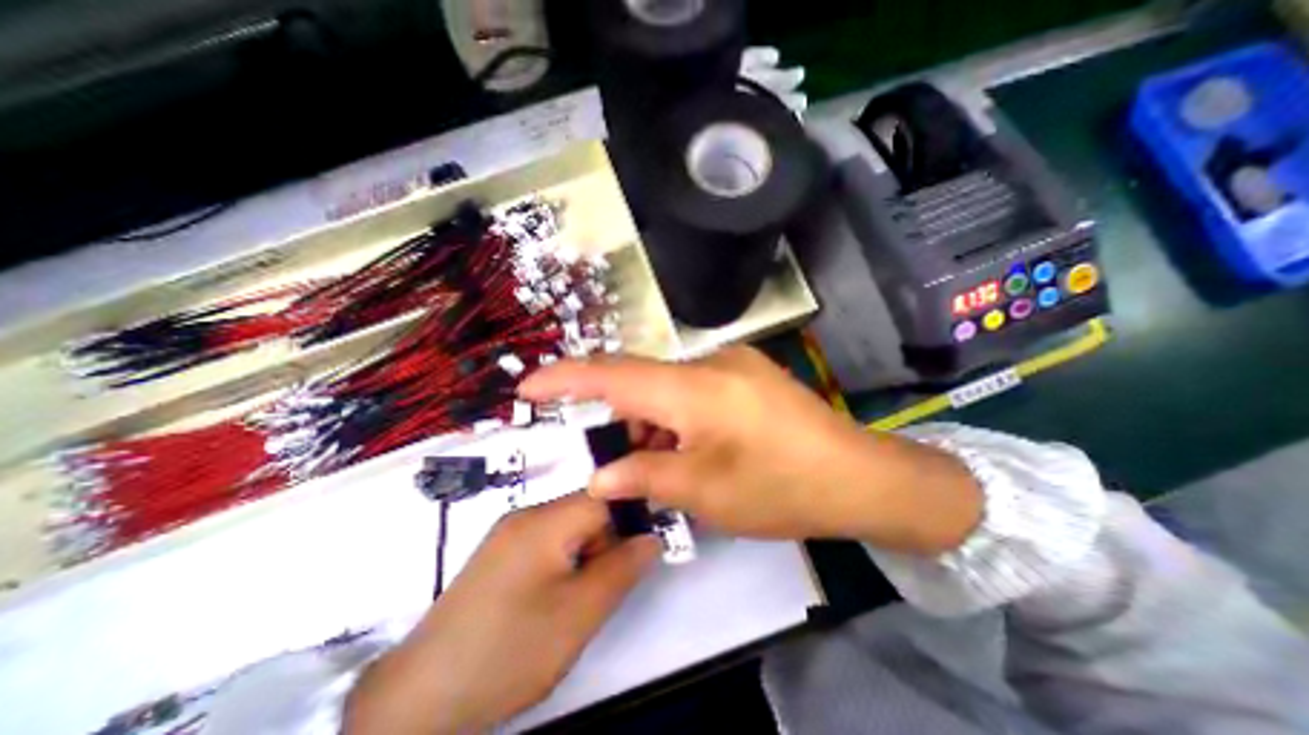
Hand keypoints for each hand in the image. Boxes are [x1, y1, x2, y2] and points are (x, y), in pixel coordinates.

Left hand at [342, 495, 660, 734]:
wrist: (418, 699)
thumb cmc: (510, 650)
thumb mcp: (580, 613)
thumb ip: (623, 569)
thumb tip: (652, 538)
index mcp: (546, 520)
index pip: (604, 497)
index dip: (628, 519)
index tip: (637, 554)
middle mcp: (527, 514)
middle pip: (586, 511)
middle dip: (604, 543)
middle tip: (600, 589)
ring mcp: (509, 533)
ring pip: (568, 529)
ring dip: (584, 556)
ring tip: (574, 602)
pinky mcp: (499, 555)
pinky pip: (546, 544)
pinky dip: (562, 564)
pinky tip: (550, 602)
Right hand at [516, 346, 976, 547]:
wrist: (860, 476)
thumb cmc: (781, 488)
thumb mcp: (705, 492)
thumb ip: (645, 476)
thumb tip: (600, 475)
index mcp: (695, 387)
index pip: (614, 374)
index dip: (566, 377)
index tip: (529, 384)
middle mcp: (711, 363)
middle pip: (642, 380)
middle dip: (620, 417)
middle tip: (617, 458)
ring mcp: (734, 365)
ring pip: (670, 387)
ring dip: (653, 421)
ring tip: (662, 463)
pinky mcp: (749, 376)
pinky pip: (695, 388)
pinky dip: (679, 416)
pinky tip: (690, 446)